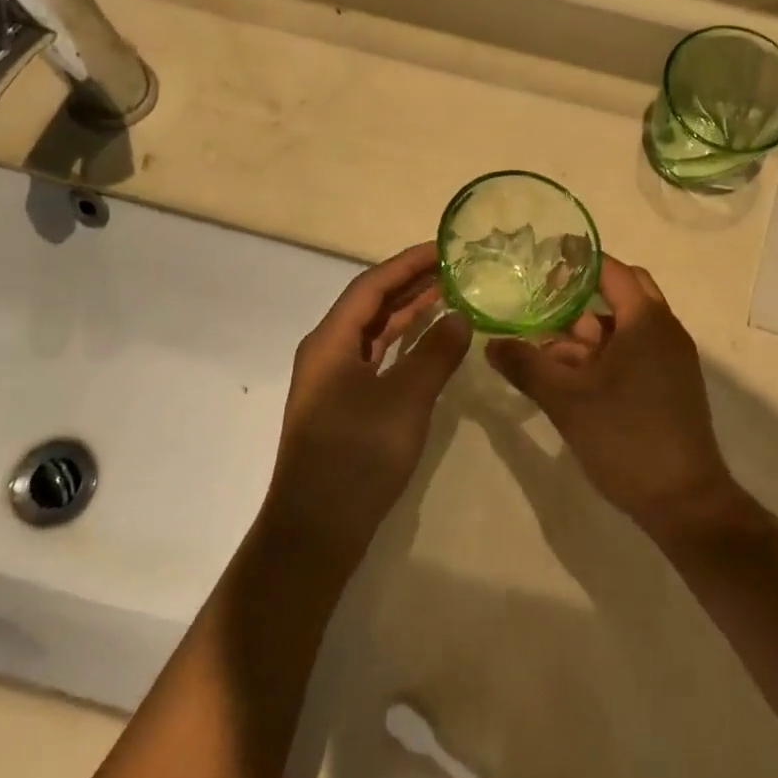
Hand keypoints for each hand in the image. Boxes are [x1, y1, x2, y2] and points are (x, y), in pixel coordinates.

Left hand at [267, 244, 471, 548]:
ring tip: (448, 295)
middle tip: (454, 268)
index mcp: (331, 340)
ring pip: (375, 333)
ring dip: (408, 313)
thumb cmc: (357, 455)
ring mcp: (334, 381)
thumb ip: (435, 353)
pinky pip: (377, 359)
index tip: (444, 248)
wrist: (316, 529)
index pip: (372, 285)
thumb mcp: (405, 399)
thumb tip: (460, 316)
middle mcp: (328, 352)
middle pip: (371, 305)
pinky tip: (429, 344)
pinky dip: (404, 345)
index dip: (408, 263)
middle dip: (410, 284)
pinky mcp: (344, 406)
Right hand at [486, 257, 738, 539]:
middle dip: (580, 301)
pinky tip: (573, 380)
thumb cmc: (626, 439)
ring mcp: (672, 360)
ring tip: (548, 357)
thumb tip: (491, 344)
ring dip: (587, 335)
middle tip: (542, 310)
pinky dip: (604, 355)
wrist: (686, 502)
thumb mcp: (567, 401)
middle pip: (621, 295)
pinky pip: (635, 352)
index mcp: (646, 322)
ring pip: (625, 327)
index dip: (577, 263)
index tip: (542, 264)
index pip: (612, 271)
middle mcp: (665, 331)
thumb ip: (527, 366)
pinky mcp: (671, 385)